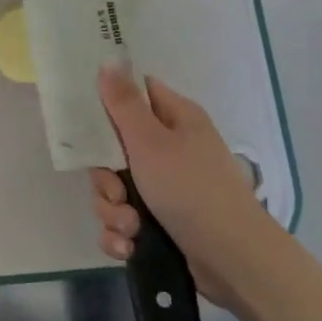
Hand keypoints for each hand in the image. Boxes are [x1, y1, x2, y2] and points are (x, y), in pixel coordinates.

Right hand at [90, 66, 267, 310]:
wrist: (234, 262)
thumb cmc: (191, 190)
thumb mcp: (150, 141)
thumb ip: (123, 103)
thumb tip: (110, 58)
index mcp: (176, 119)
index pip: (135, 95)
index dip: (108, 105)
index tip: (87, 124)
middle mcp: (172, 148)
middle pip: (116, 149)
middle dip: (106, 178)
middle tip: (116, 192)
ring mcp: (169, 187)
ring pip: (117, 189)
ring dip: (113, 211)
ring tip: (129, 228)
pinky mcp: (164, 222)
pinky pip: (126, 220)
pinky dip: (122, 234)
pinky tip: (128, 247)